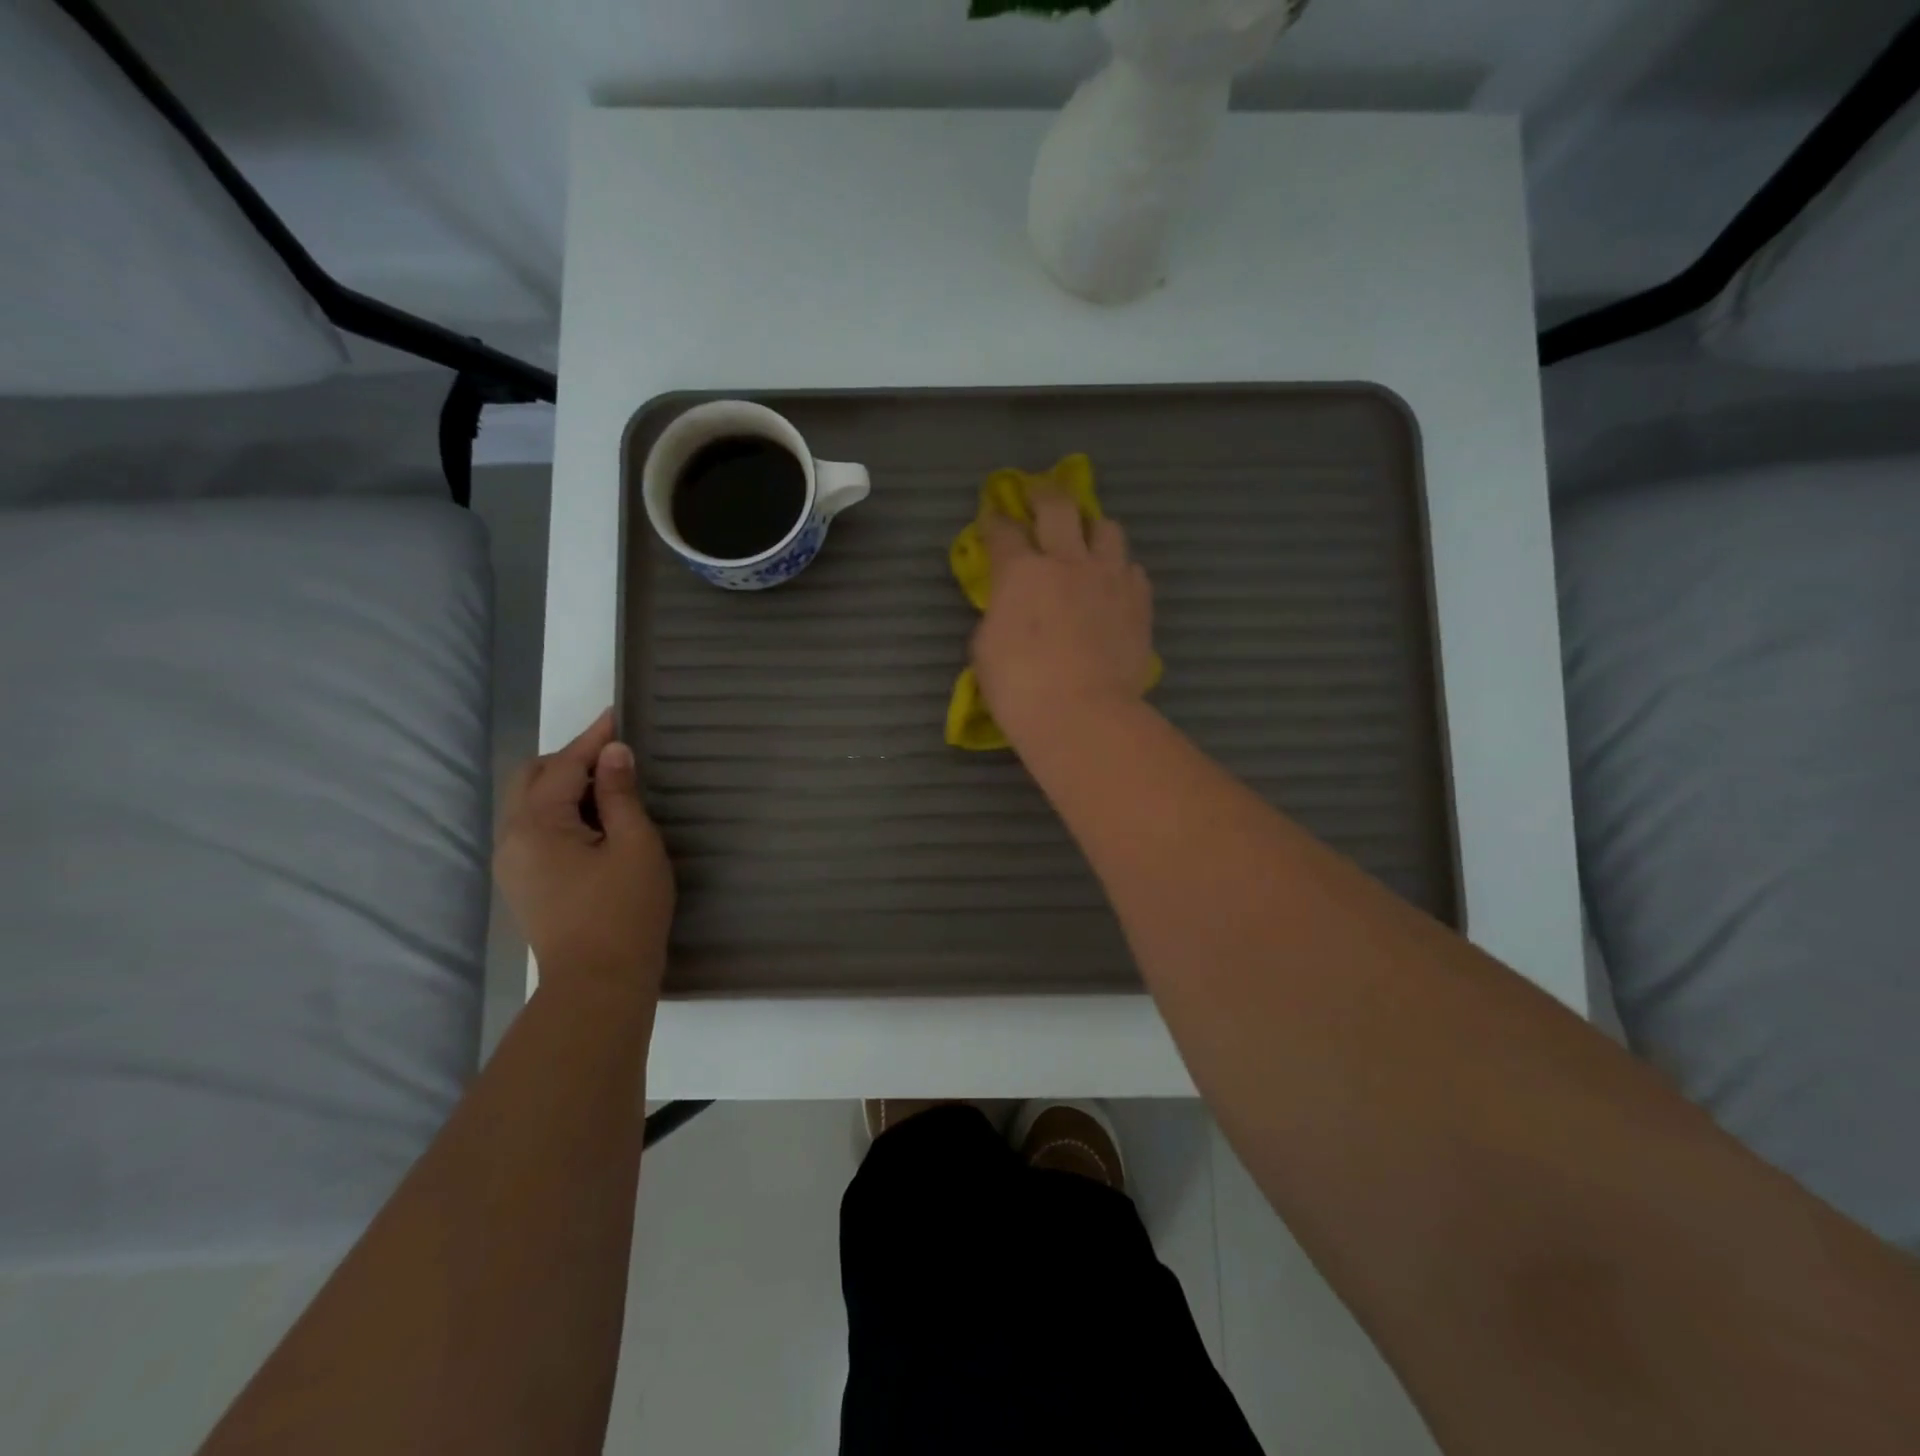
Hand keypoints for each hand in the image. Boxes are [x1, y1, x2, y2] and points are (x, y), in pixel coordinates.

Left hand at [494, 709, 674, 1013]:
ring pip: (531, 804)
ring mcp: (513, 864)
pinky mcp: (524, 884)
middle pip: (532, 778)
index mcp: (537, 825)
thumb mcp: (635, 845)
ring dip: (565, 785)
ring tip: (610, 783)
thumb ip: (621, 794)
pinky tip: (595, 820)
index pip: (564, 766)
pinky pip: (536, 829)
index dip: (593, 739)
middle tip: (614, 753)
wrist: (598, 984)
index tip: (617, 714)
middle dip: (570, 758)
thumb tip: (614, 753)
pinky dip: (562, 811)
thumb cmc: (624, 911)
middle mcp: (512, 839)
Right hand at [971, 485, 1154, 752]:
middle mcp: (1067, 561)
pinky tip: (1113, 584)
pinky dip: (1119, 570)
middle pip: (1058, 507)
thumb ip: (997, 615)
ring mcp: (1109, 577)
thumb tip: (1008, 607)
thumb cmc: (1020, 688)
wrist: (1082, 714)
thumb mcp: (985, 650)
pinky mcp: (1139, 600)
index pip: (1003, 531)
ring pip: (1107, 528)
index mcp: (1020, 572)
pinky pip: (1133, 569)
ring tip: (1087, 538)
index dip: (995, 521)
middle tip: (1039, 493)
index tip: (993, 518)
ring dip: (1092, 527)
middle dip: (1044, 493)